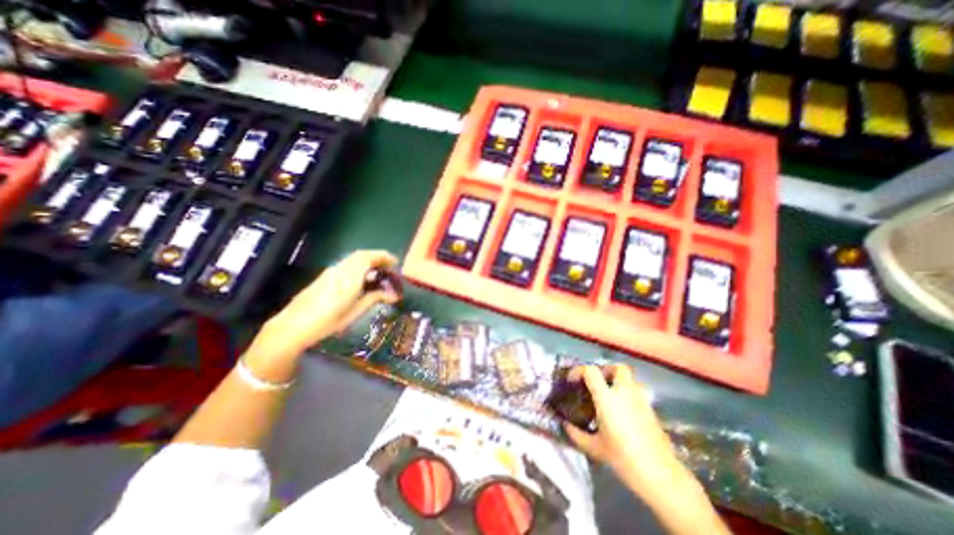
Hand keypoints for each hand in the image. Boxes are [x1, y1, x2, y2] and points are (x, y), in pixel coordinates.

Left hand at [254, 250, 399, 359]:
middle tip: (389, 267)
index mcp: (349, 279)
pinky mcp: (324, 276)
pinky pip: (346, 264)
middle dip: (377, 257)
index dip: (383, 256)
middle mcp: (340, 270)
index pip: (368, 257)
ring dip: (368, 260)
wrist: (292, 327)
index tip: (395, 262)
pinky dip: (358, 265)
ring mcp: (330, 272)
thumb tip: (393, 295)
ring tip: (378, 272)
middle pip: (361, 254)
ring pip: (353, 258)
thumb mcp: (354, 313)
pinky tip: (361, 278)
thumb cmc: (326, 323)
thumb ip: (374, 299)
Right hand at [562, 367, 690, 497]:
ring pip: (630, 379)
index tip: (572, 380)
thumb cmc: (623, 458)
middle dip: (606, 370)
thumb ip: (577, 434)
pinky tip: (623, 412)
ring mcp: (641, 400)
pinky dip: (627, 395)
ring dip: (618, 382)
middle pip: (617, 367)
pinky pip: (637, 393)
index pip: (591, 371)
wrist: (661, 476)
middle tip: (597, 383)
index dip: (579, 371)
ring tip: (609, 397)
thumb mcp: (595, 448)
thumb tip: (566, 425)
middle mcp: (625, 393)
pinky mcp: (651, 409)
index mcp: (607, 398)